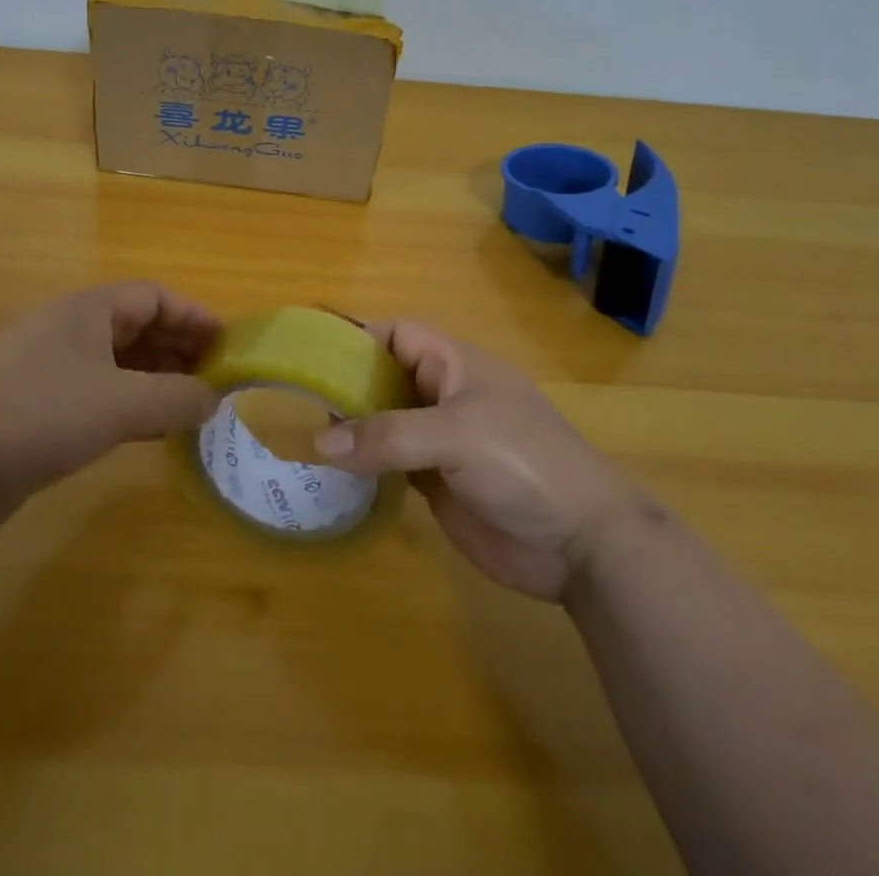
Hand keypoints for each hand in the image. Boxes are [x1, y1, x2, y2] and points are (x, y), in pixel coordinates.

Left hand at [0, 282, 221, 539]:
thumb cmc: (43, 415)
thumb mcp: (123, 404)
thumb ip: (177, 398)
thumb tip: (214, 399)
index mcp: (88, 309)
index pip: (154, 297)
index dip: (194, 317)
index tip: (228, 345)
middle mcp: (70, 329)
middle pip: (138, 326)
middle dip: (180, 349)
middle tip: (216, 380)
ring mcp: (51, 367)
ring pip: (119, 363)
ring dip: (157, 380)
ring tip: (193, 406)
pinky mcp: (39, 406)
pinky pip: (99, 394)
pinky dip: (131, 406)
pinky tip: (154, 432)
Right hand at [312, 320, 646, 600]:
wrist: (582, 544)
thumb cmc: (524, 464)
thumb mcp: (456, 436)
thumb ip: (388, 436)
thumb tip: (319, 443)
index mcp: (455, 365)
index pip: (397, 334)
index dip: (358, 337)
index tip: (313, 355)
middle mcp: (443, 396)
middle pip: (385, 377)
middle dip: (345, 386)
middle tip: (296, 402)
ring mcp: (440, 441)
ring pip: (384, 422)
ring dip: (351, 428)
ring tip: (303, 437)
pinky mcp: (437, 482)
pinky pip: (391, 463)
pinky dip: (364, 464)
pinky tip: (334, 473)